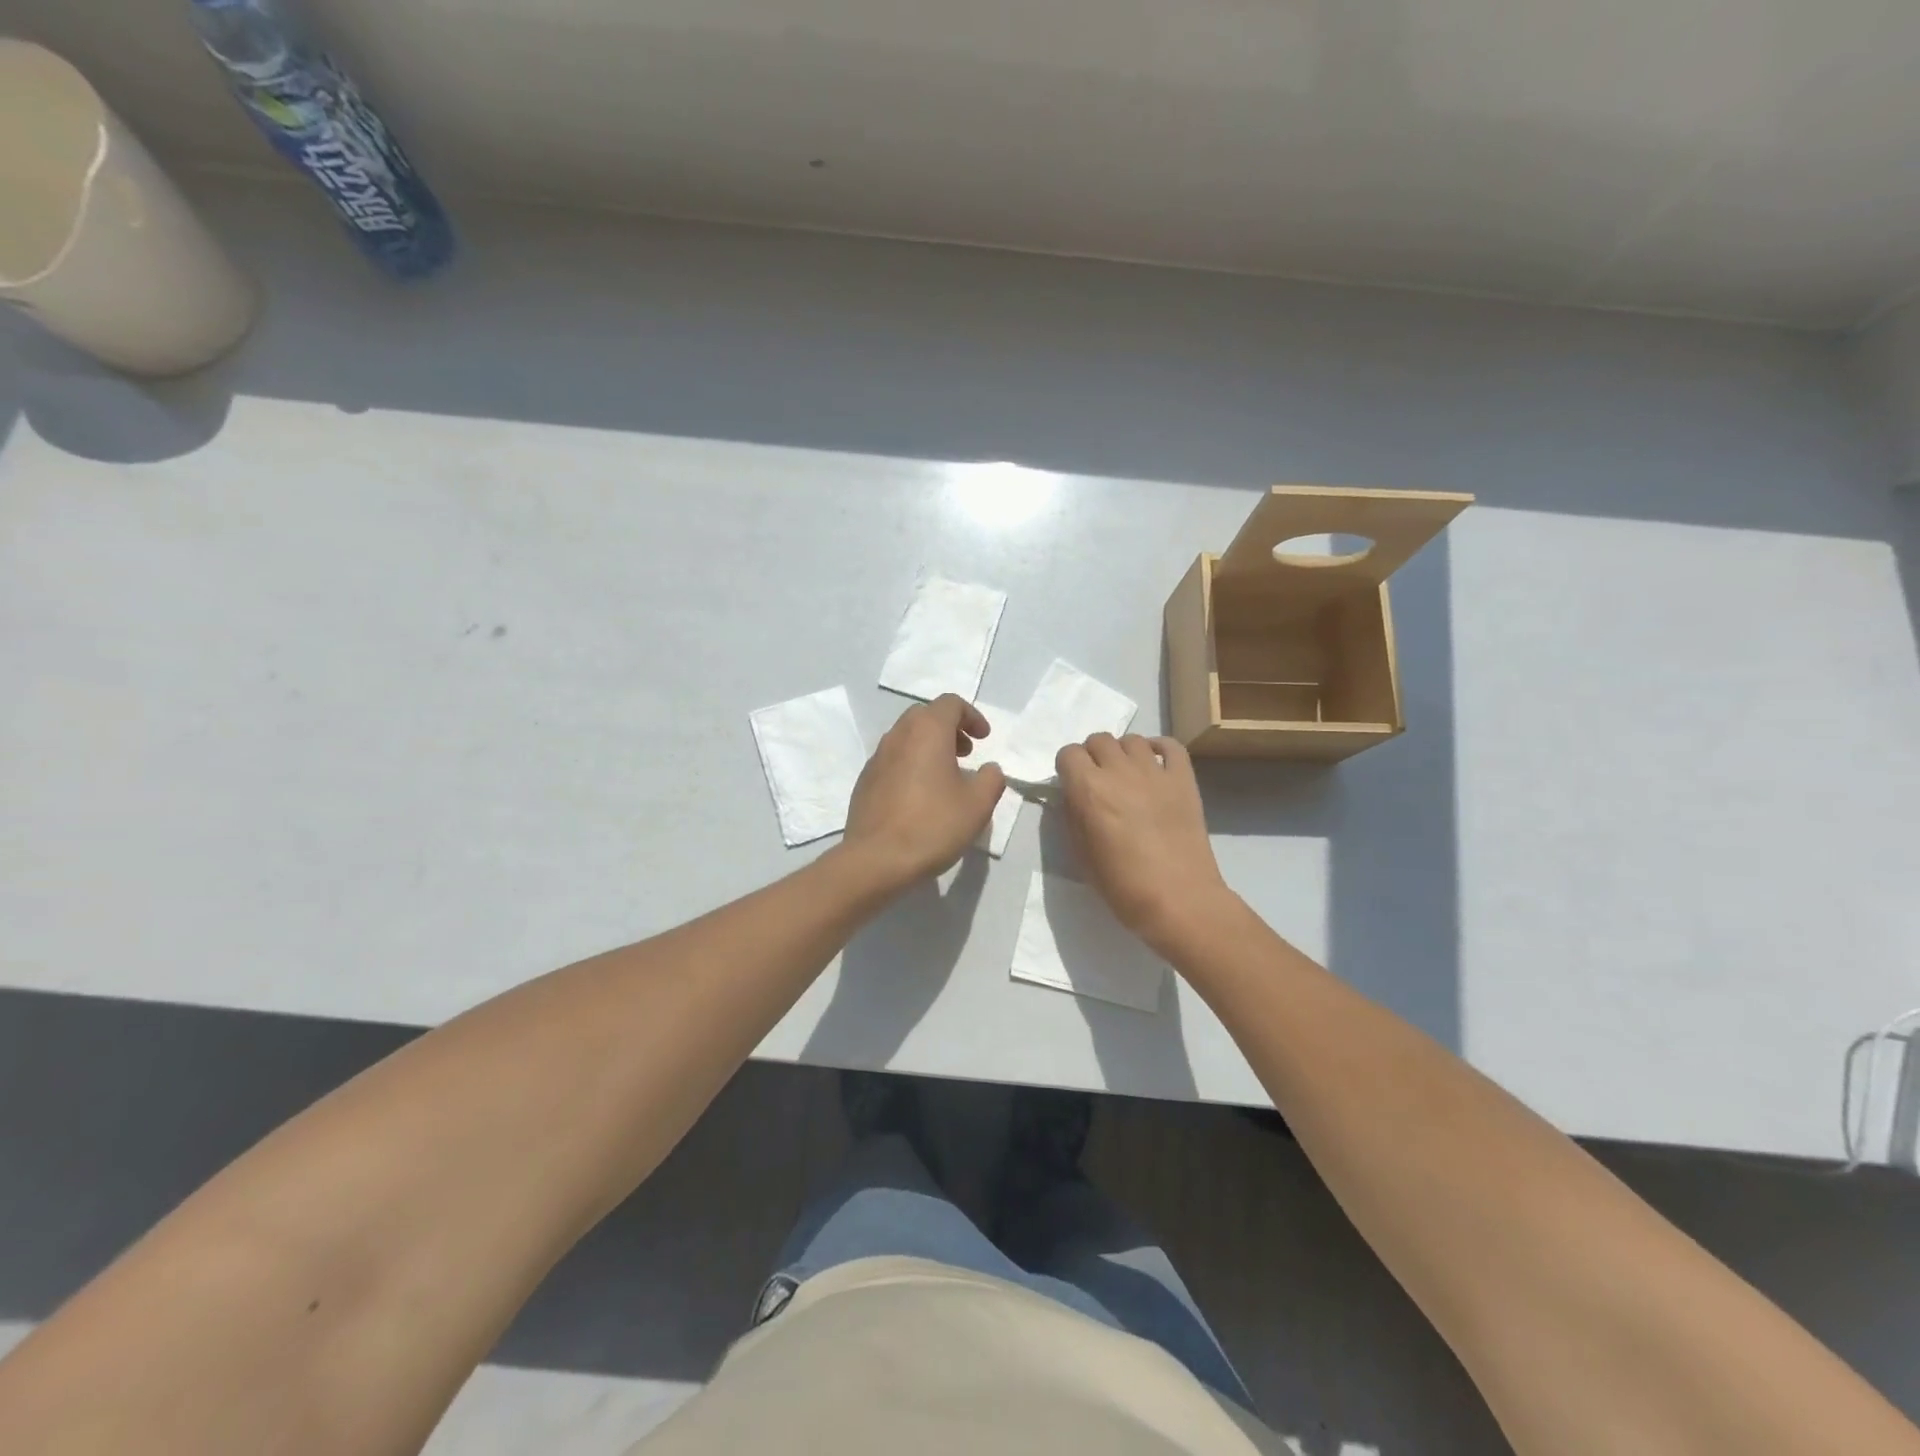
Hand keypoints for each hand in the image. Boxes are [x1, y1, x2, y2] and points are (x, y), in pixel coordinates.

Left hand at [842, 694, 1005, 888]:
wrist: (876, 859)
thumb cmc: (933, 825)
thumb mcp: (978, 804)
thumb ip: (991, 779)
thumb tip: (989, 769)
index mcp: (927, 731)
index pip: (950, 703)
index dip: (972, 716)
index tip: (983, 739)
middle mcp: (898, 735)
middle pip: (925, 716)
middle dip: (949, 728)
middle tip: (966, 753)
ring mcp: (876, 758)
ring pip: (906, 737)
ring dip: (929, 746)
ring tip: (945, 776)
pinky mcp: (865, 781)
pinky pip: (892, 760)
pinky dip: (911, 764)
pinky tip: (920, 796)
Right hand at [1055, 733, 1231, 952]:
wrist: (1178, 900)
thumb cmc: (1122, 885)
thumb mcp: (1080, 854)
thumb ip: (1073, 816)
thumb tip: (1073, 796)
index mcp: (1089, 789)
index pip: (1068, 753)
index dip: (1067, 768)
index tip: (1072, 785)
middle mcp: (1119, 771)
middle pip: (1099, 740)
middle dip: (1093, 756)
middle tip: (1098, 781)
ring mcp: (1155, 771)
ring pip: (1132, 740)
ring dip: (1123, 752)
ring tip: (1126, 775)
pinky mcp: (1184, 779)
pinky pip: (1171, 746)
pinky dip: (1159, 749)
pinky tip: (1155, 765)